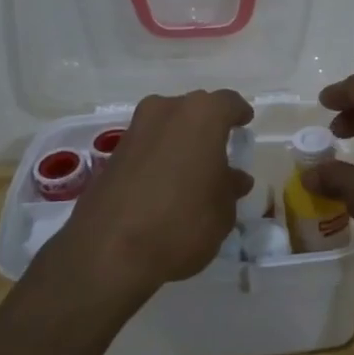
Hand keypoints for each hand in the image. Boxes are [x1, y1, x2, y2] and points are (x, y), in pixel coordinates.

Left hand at [45, 89, 253, 303]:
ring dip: (180, 142)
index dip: (239, 113)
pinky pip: (147, 147)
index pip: (228, 103)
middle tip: (220, 151)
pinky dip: (159, 157)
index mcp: (202, 115)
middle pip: (194, 110)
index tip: (245, 124)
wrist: (108, 251)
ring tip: (193, 171)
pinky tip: (166, 184)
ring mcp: (135, 130)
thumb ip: (230, 187)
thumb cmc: (183, 222)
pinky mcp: (112, 155)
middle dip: (208, 127)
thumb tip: (234, 178)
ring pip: (167, 126)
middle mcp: (166, 111)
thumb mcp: (223, 210)